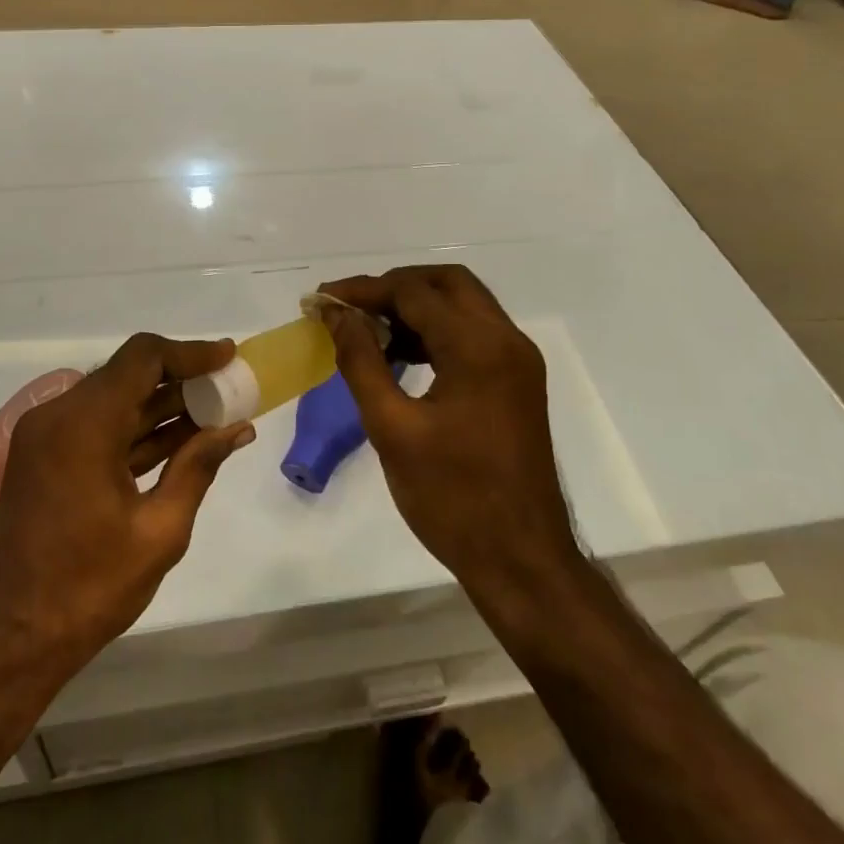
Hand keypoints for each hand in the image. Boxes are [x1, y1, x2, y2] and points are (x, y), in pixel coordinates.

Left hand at [0, 334, 254, 675]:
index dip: (190, 352)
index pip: (143, 357)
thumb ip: (198, 468)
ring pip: (114, 401)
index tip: (229, 357)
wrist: (6, 641)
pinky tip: (180, 443)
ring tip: (215, 415)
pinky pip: (98, 428)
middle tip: (228, 389)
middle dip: (181, 379)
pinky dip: (137, 430)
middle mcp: (58, 415)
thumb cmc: (87, 588)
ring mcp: (46, 437)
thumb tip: (236, 429)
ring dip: (161, 406)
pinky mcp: (44, 460)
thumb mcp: (158, 531)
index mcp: (84, 423)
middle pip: (128, 374)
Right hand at [317, 266, 576, 586]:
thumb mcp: (392, 428)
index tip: (322, 299)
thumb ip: (361, 361)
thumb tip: (337, 314)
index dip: (363, 290)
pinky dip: (436, 331)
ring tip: (367, 330)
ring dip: (415, 306)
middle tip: (350, 307)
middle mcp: (506, 340)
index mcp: (478, 347)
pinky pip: (473, 334)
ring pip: (462, 305)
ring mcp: (518, 361)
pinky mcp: (517, 382)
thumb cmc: (452, 498)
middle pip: (446, 283)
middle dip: (393, 287)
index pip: (413, 292)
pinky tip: (400, 356)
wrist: (521, 560)